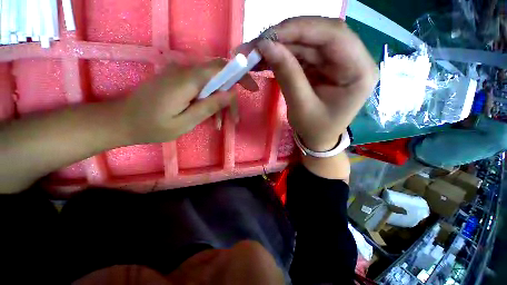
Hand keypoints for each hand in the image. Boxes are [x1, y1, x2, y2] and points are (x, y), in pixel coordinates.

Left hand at [122, 60, 258, 143]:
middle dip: (230, 97)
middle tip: (234, 119)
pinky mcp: (179, 82)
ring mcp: (181, 76)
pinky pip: (202, 88)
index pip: (220, 68)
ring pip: (212, 84)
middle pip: (219, 77)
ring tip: (220, 124)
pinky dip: (210, 102)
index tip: (252, 88)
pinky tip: (210, 118)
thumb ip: (208, 106)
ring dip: (220, 103)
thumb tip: (230, 94)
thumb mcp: (185, 121)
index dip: (240, 75)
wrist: (123, 120)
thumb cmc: (152, 126)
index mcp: (187, 80)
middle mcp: (185, 72)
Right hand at [252, 17, 377, 150]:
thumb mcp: (301, 107)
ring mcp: (337, 60)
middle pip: (320, 33)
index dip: (300, 29)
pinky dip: (282, 54)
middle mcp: (353, 59)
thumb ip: (287, 75)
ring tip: (258, 51)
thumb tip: (266, 46)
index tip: (270, 35)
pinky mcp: (322, 64)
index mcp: (359, 71)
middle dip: (287, 36)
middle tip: (259, 42)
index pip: (334, 35)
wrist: (318, 139)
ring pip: (307, 41)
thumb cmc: (315, 129)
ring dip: (281, 45)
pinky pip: (302, 52)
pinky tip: (267, 58)